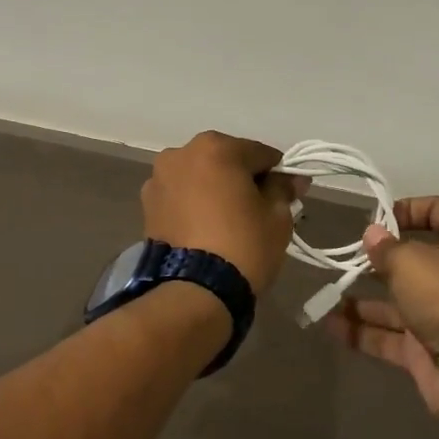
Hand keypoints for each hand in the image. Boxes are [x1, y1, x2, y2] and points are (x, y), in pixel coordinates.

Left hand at [142, 132, 305, 296]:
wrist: (194, 291)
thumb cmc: (243, 245)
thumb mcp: (277, 216)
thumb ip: (283, 188)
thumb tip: (291, 178)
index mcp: (216, 147)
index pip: (259, 153)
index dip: (277, 173)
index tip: (287, 194)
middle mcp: (182, 153)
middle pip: (225, 160)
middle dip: (242, 179)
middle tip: (257, 209)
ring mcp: (159, 178)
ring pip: (200, 176)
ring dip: (214, 189)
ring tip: (227, 221)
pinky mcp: (147, 205)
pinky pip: (181, 196)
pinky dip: (194, 204)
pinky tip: (205, 228)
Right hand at [327, 195, 438, 432]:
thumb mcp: (412, 261)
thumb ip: (386, 249)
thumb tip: (373, 234)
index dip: (408, 209)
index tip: (376, 219)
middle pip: (412, 260)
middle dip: (377, 260)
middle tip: (343, 257)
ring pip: (395, 302)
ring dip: (361, 299)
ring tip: (326, 294)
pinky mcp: (426, 352)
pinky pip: (389, 336)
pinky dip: (361, 331)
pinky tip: (330, 325)